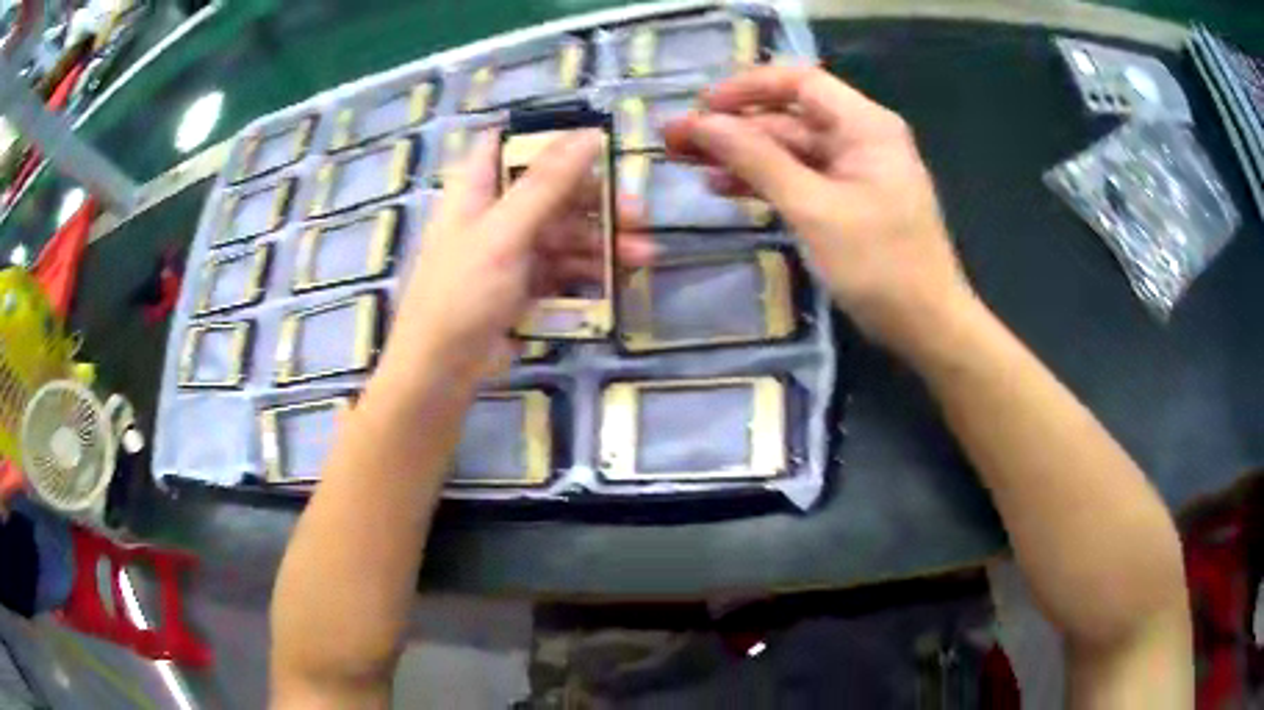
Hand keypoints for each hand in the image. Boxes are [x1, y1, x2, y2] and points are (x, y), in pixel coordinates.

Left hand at [378, 131, 652, 387]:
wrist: (441, 370)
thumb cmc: (461, 292)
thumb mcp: (504, 232)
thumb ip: (547, 183)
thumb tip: (590, 135)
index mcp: (478, 186)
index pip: (514, 142)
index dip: (553, 137)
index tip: (599, 141)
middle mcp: (496, 211)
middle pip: (553, 189)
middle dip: (597, 201)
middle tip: (638, 215)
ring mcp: (512, 248)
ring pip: (565, 231)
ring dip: (603, 242)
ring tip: (642, 257)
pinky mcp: (525, 283)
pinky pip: (565, 266)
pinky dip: (591, 270)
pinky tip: (620, 278)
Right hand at [663, 66, 975, 360]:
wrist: (927, 327)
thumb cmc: (880, 266)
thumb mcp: (814, 209)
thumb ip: (757, 160)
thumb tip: (702, 123)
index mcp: (864, 125)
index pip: (798, 82)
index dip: (745, 88)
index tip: (699, 108)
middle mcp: (859, 137)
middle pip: (787, 117)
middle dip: (732, 126)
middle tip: (675, 141)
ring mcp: (853, 171)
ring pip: (788, 149)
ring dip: (741, 155)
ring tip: (687, 164)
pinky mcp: (846, 201)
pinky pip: (799, 178)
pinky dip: (764, 181)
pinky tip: (724, 188)